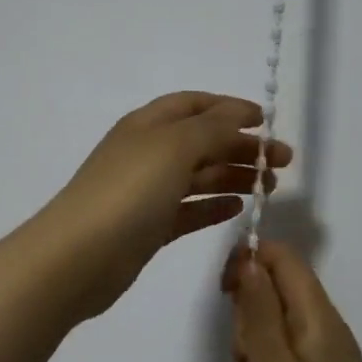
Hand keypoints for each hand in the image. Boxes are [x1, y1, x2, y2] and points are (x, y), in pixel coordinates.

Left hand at [34, 92, 291, 321]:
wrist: (79, 256)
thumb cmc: (128, 191)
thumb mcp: (173, 147)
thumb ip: (210, 128)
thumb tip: (239, 114)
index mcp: (147, 124)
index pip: (193, 105)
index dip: (228, 108)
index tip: (266, 121)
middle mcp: (147, 152)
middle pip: (200, 140)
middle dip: (240, 146)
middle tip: (282, 163)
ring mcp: (146, 191)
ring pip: (197, 175)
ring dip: (233, 176)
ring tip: (269, 188)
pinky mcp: (148, 227)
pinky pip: (188, 209)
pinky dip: (213, 205)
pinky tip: (237, 209)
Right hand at [224, 241, 361, 361]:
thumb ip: (259, 308)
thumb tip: (250, 258)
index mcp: (322, 320)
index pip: (285, 258)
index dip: (250, 260)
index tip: (224, 293)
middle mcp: (333, 330)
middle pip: (283, 284)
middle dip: (251, 303)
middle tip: (243, 352)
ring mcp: (334, 358)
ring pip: (283, 316)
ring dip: (257, 333)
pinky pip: (292, 345)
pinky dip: (270, 356)